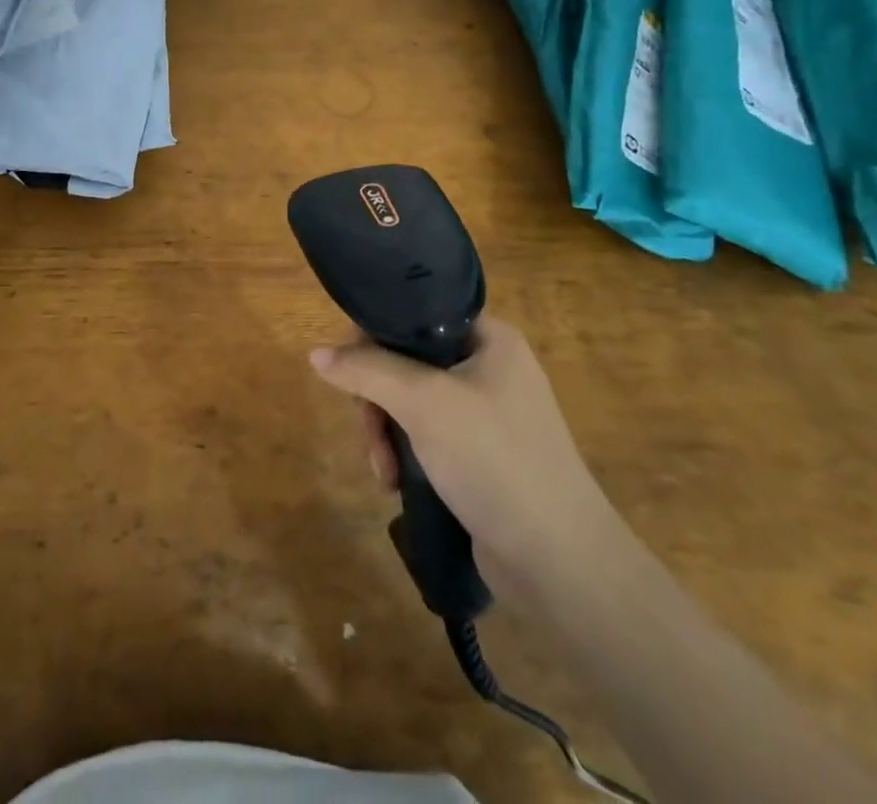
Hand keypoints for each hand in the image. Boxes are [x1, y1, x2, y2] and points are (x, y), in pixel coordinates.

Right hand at [310, 319, 617, 591]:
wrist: (559, 562)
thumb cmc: (494, 459)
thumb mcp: (423, 403)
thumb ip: (367, 370)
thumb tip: (316, 354)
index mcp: (489, 339)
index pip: (415, 314)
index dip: (374, 335)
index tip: (350, 370)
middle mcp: (488, 368)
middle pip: (405, 361)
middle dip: (377, 400)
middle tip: (371, 434)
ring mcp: (486, 415)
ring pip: (409, 402)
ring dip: (385, 433)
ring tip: (383, 471)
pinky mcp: (479, 456)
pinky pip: (425, 436)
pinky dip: (404, 454)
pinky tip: (395, 483)